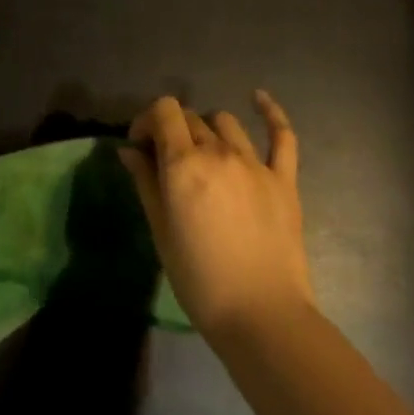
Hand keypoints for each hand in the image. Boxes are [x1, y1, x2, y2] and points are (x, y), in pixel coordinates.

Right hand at [119, 91, 314, 343]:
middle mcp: (218, 152)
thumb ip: (145, 182)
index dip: (147, 119)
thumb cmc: (200, 280)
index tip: (140, 145)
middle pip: (191, 118)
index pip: (163, 111)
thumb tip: (129, 150)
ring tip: (203, 153)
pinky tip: (258, 98)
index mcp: (184, 163)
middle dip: (172, 131)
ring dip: (207, 130)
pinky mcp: (283, 179)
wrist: (261, 316)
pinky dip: (270, 112)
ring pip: (225, 122)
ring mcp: (255, 163)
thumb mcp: (161, 231)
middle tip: (166, 160)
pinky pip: (281, 135)